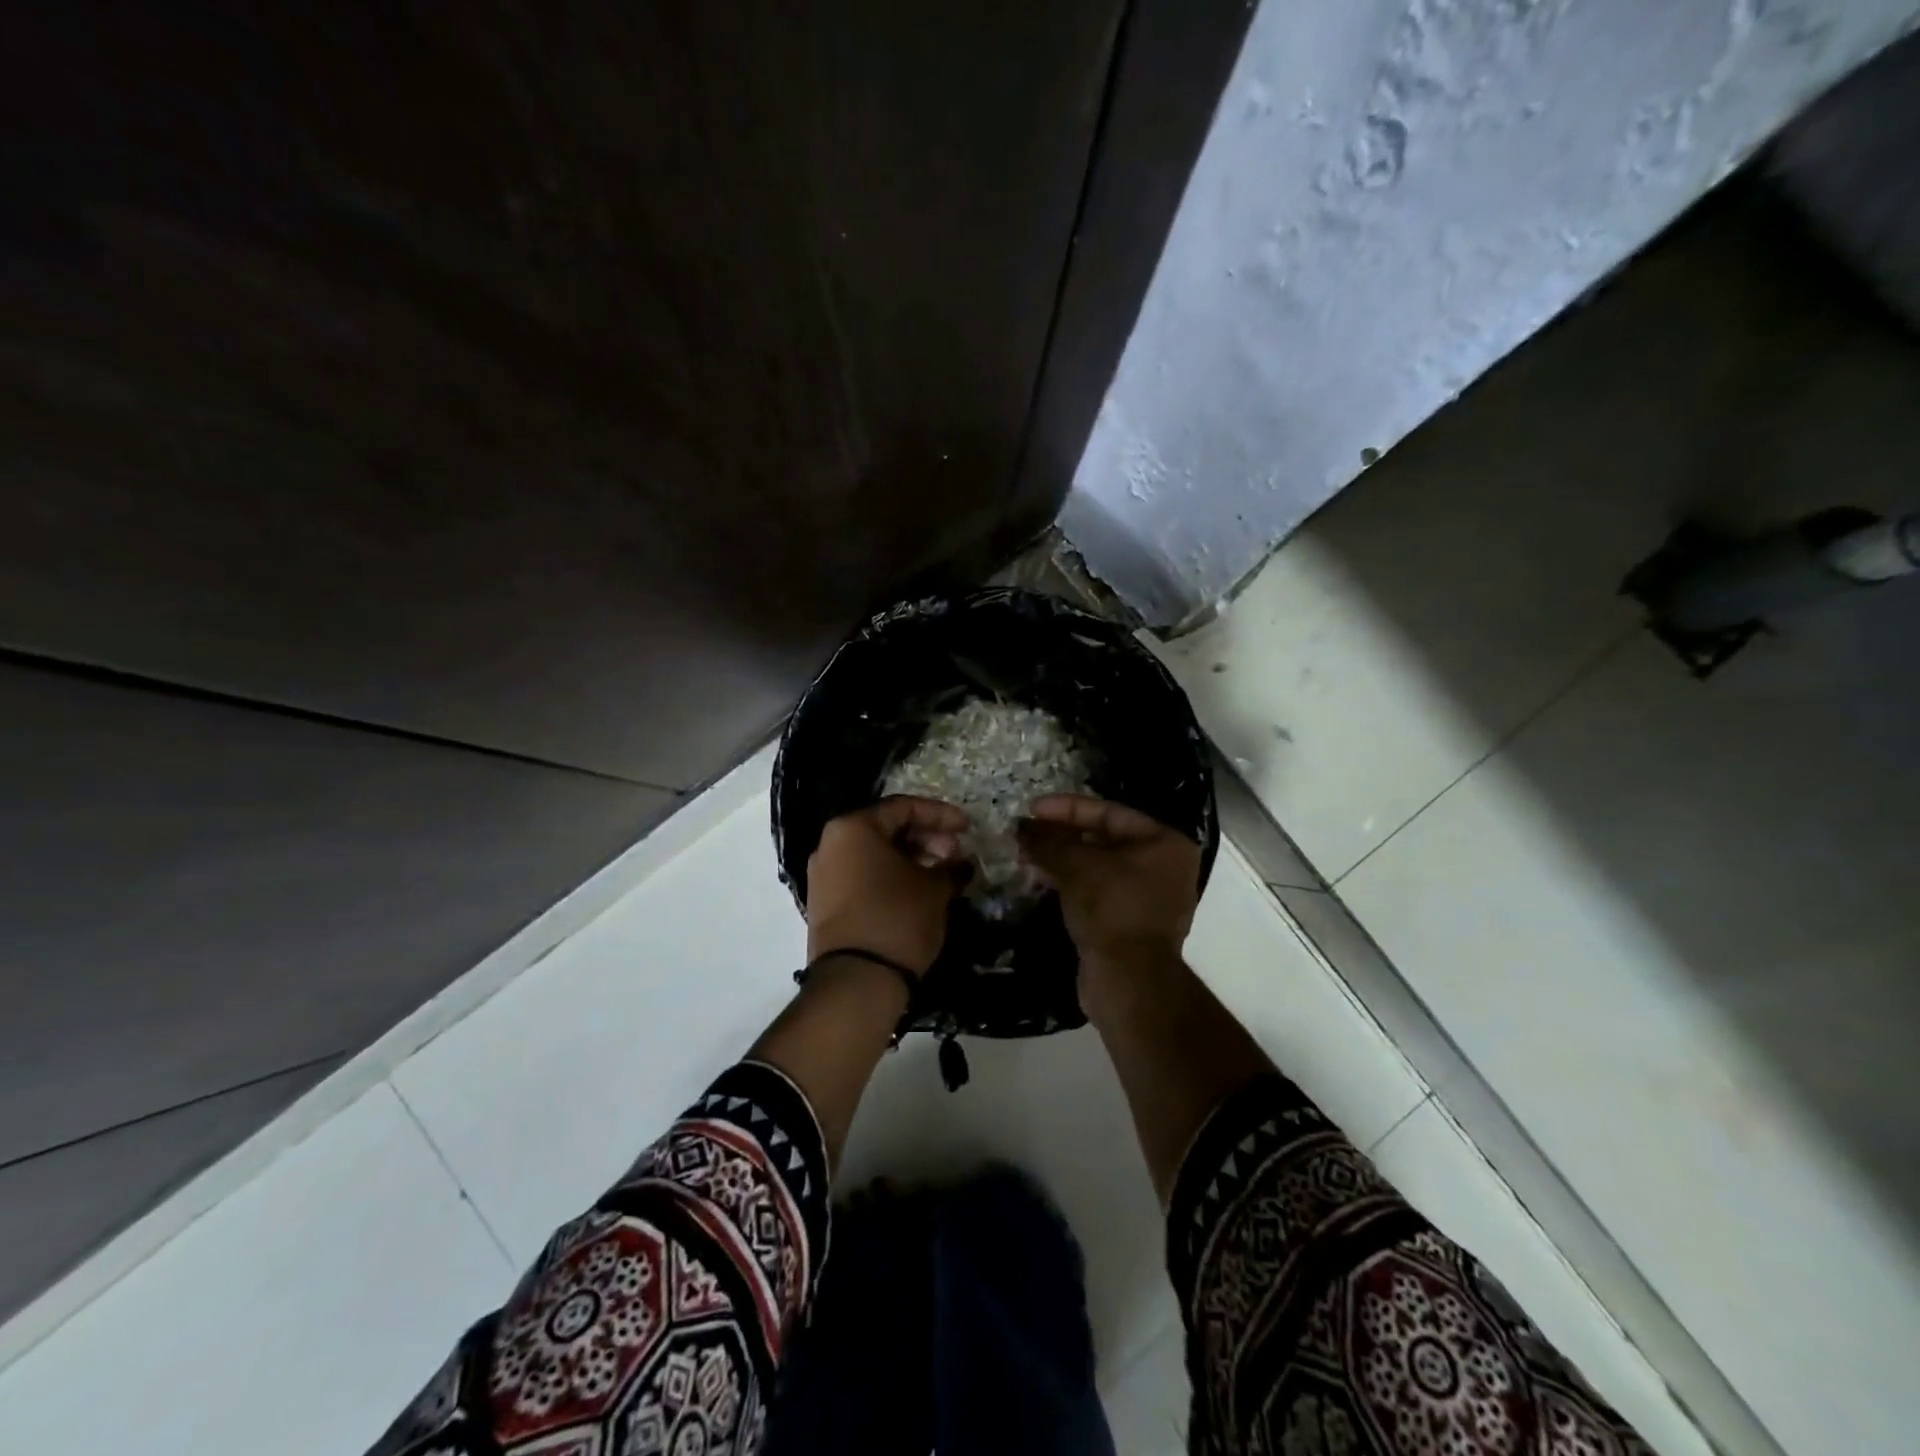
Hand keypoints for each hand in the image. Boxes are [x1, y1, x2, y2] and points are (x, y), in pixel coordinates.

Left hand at [806, 797, 969, 975]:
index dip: (940, 814)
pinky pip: (862, 876)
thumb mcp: (934, 889)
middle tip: (955, 854)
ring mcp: (823, 875)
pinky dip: (890, 876)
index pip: (903, 807)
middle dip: (925, 838)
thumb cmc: (898, 917)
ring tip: (941, 874)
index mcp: (853, 828)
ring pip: (873, 854)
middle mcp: (830, 844)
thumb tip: (960, 863)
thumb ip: (950, 867)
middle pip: (885, 828)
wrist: (857, 980)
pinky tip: (917, 890)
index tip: (967, 827)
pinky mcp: (824, 903)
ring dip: (910, 858)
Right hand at [1017, 795, 1200, 969]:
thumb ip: (1048, 841)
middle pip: (1103, 839)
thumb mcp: (1076, 866)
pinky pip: (1097, 890)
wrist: (1128, 981)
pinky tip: (1041, 878)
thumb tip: (1021, 827)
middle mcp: (1163, 866)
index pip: (1109, 812)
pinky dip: (1071, 882)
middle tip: (1026, 833)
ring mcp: (1148, 896)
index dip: (1067, 808)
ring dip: (1062, 859)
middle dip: (1061, 835)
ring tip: (1026, 855)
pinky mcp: (1130, 922)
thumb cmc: (1111, 909)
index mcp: (1164, 843)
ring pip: (1097, 866)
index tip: (1032, 809)